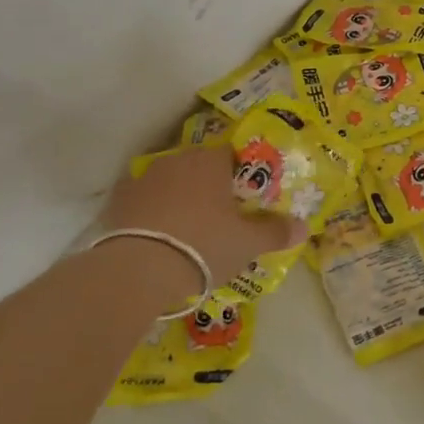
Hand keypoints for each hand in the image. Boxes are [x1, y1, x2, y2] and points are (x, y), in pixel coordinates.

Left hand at [102, 146, 305, 290]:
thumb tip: (305, 227)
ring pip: (170, 180)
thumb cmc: (204, 246)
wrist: (140, 269)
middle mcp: (178, 159)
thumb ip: (276, 232)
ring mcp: (145, 177)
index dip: (241, 174)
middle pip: (200, 165)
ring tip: (188, 226)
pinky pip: (143, 198)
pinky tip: (157, 231)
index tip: (246, 197)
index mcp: (212, 161)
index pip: (232, 154)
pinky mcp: (119, 199)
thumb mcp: (248, 244)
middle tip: (221, 214)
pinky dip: (151, 209)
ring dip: (180, 195)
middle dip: (210, 184)